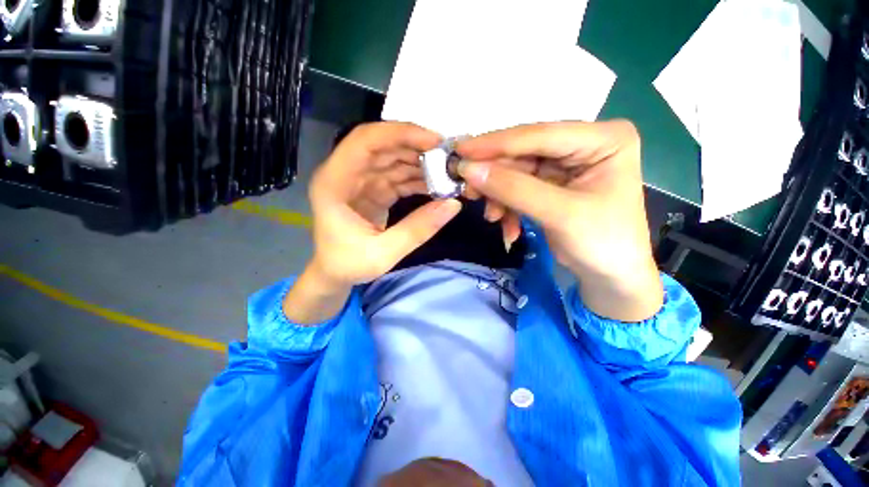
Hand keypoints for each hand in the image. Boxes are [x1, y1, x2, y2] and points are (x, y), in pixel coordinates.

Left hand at [284, 122, 461, 324]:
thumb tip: (453, 204)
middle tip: (450, 157)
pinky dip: (418, 179)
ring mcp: (361, 180)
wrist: (335, 273)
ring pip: (394, 159)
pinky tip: (437, 185)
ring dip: (421, 163)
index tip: (435, 141)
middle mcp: (346, 173)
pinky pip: (399, 176)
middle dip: (418, 147)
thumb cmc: (348, 265)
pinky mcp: (374, 189)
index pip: (365, 141)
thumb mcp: (383, 254)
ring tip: (449, 172)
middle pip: (384, 146)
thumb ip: (417, 230)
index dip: (400, 133)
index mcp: (334, 182)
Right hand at [456, 120, 662, 321]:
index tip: (459, 150)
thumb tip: (468, 169)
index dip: (496, 144)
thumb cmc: (602, 243)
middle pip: (524, 153)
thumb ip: (513, 189)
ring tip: (492, 217)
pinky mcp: (550, 184)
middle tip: (467, 189)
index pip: (540, 134)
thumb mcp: (559, 214)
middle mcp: (582, 144)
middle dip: (494, 176)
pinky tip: (509, 228)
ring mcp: (565, 165)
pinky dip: (508, 208)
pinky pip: (518, 189)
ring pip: (516, 173)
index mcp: (603, 138)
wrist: (611, 277)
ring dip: (499, 196)